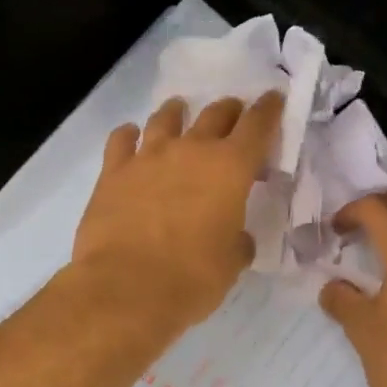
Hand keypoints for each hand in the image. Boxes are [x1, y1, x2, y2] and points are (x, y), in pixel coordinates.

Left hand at [72, 91, 283, 332]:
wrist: (126, 288)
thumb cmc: (192, 278)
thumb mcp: (231, 263)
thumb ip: (237, 241)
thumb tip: (235, 237)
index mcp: (230, 168)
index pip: (257, 126)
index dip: (268, 110)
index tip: (273, 99)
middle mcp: (191, 150)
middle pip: (215, 114)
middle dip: (228, 111)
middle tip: (233, 113)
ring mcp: (147, 157)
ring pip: (165, 119)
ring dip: (177, 113)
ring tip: (180, 111)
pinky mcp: (112, 172)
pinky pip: (121, 140)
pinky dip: (129, 135)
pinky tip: (131, 137)